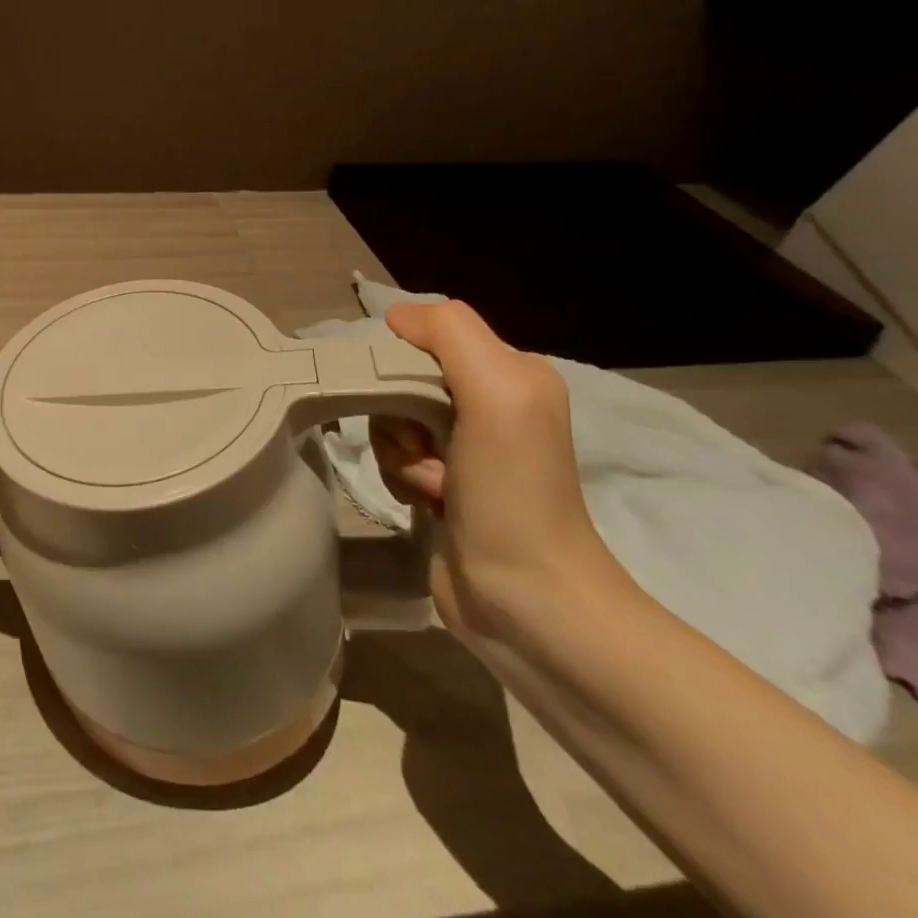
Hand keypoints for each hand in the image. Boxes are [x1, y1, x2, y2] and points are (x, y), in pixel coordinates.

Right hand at [371, 301, 622, 643]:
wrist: (526, 599)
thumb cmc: (513, 491)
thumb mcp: (498, 393)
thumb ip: (450, 334)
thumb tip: (394, 318)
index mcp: (510, 373)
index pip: (427, 336)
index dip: (402, 363)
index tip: (408, 400)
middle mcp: (488, 404)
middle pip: (402, 380)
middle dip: (400, 416)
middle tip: (427, 450)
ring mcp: (463, 448)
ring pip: (391, 421)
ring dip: (400, 454)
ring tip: (435, 488)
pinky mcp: (442, 485)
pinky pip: (394, 458)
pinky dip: (402, 479)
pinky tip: (430, 505)